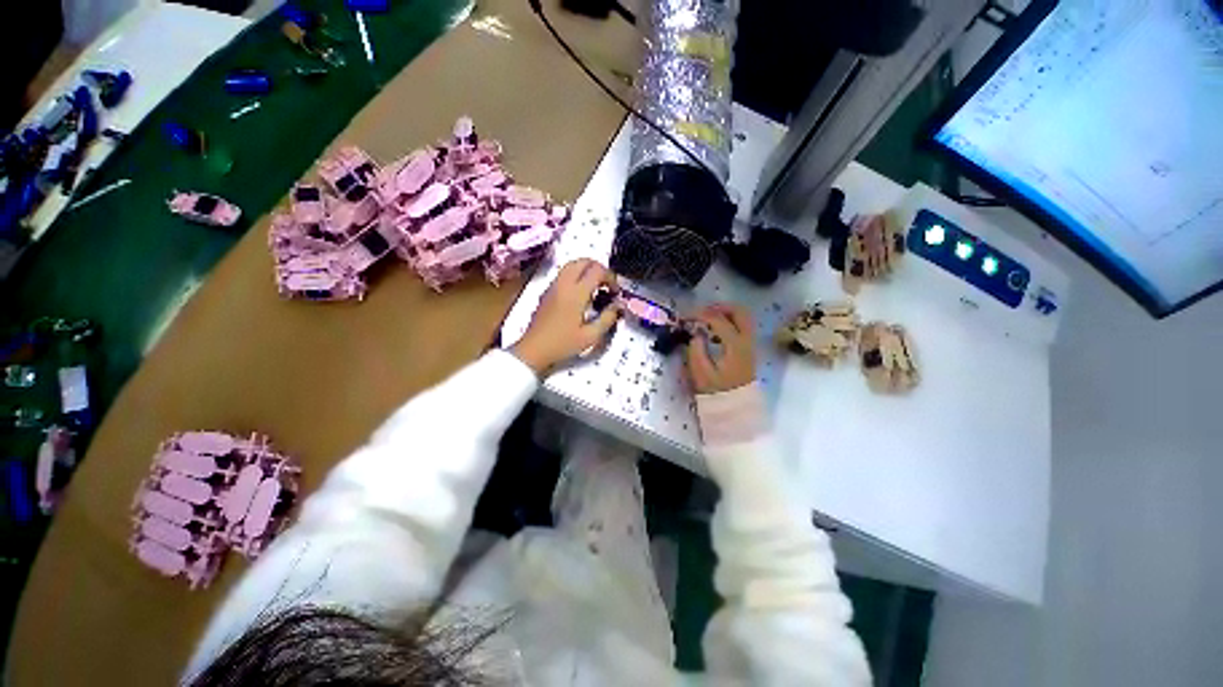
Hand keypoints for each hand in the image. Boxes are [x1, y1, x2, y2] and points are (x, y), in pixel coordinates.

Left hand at [511, 259, 620, 374]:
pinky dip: (576, 275)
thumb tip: (618, 305)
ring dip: (587, 270)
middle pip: (584, 261)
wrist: (534, 349)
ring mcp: (553, 286)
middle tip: (607, 285)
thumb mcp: (591, 336)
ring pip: (572, 264)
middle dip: (599, 269)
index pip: (597, 270)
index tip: (615, 292)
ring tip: (595, 288)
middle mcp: (564, 284)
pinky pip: (564, 273)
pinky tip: (581, 294)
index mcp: (576, 293)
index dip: (611, 277)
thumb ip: (608, 318)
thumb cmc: (563, 344)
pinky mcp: (547, 291)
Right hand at [684, 303, 755, 393]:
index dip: (700, 314)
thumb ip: (696, 349)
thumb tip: (697, 334)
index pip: (718, 319)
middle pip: (739, 311)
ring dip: (725, 314)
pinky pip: (741, 327)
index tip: (685, 317)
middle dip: (719, 307)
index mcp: (734, 345)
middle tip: (701, 312)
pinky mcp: (747, 349)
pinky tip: (714, 333)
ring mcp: (749, 344)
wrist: (736, 407)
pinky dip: (729, 322)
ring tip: (706, 321)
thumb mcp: (701, 373)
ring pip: (743, 317)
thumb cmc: (717, 391)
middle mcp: (746, 340)